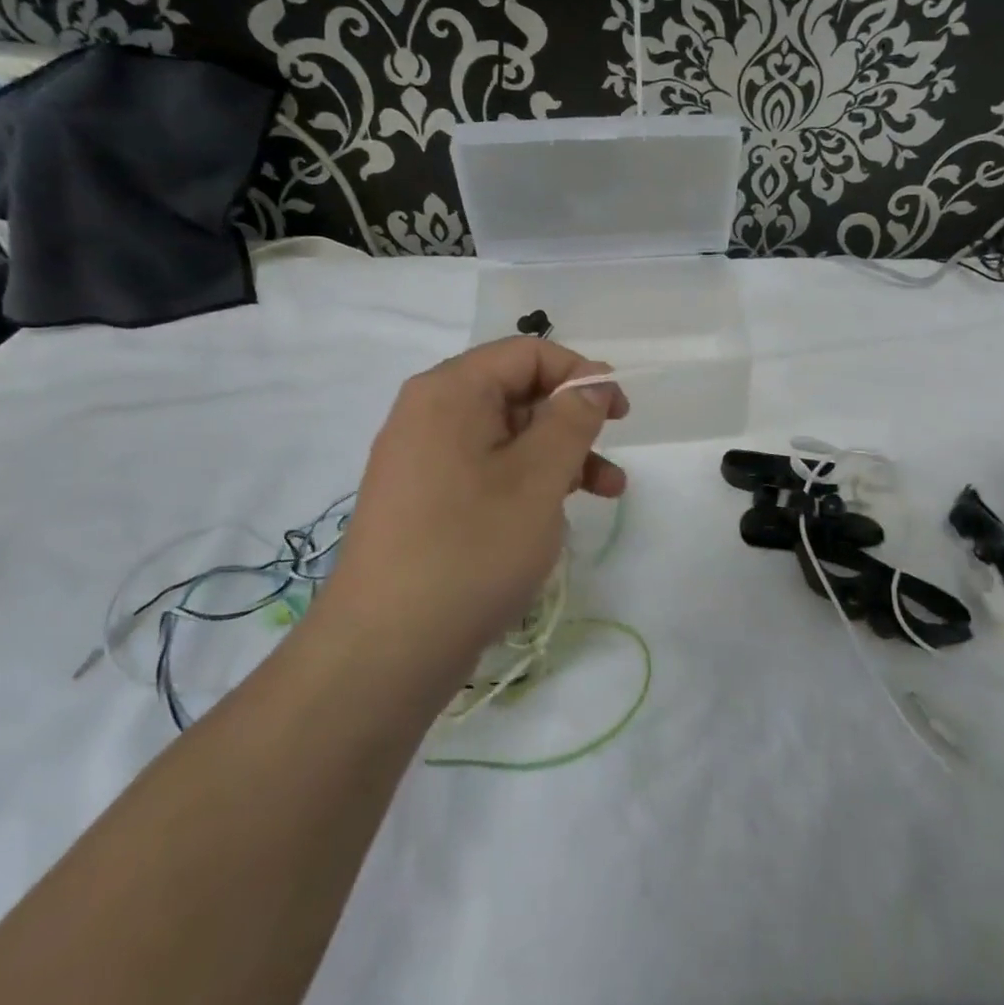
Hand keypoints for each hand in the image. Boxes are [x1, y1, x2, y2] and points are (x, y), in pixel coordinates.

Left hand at [315, 338, 628, 686]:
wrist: (385, 650)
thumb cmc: (471, 549)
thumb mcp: (539, 478)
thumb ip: (572, 420)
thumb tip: (591, 383)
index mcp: (450, 391)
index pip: (527, 354)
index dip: (580, 373)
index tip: (618, 411)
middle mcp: (429, 413)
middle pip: (516, 392)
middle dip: (572, 420)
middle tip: (610, 453)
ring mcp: (422, 459)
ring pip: (506, 437)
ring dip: (559, 456)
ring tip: (606, 492)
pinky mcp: (424, 499)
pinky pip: (486, 470)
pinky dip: (526, 482)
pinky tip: (554, 517)